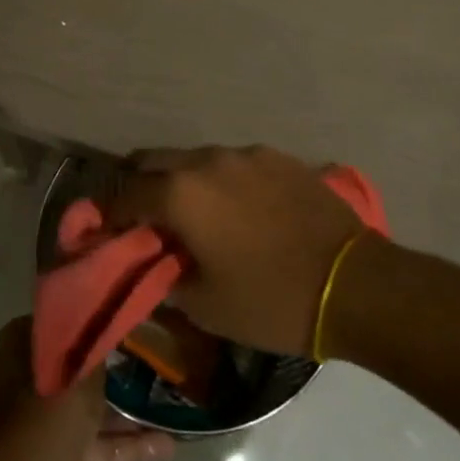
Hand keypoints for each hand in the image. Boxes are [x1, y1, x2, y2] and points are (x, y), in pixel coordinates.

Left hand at [0, 316, 172, 460]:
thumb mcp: (83, 368)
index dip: (85, 323)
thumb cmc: (51, 407)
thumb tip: (105, 327)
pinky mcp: (58, 455)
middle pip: (71, 367)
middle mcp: (24, 380)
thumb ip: (97, 347)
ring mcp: (40, 421)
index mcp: (19, 347)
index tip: (116, 324)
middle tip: (143, 361)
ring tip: (162, 403)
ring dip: (122, 411)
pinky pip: (93, 442)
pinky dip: (124, 444)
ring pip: (85, 408)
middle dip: (107, 370)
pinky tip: (164, 446)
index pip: (55, 324)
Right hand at [106, 145, 365, 355]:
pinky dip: (221, 182)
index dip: (108, 214)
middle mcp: (206, 161)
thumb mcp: (207, 306)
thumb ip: (167, 278)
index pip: (125, 195)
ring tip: (193, 214)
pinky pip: (233, 163)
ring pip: (194, 159)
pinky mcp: (277, 156)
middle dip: (139, 186)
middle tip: (141, 218)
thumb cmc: (272, 300)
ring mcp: (244, 154)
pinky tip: (238, 210)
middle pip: (153, 161)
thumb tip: (152, 265)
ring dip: (182, 181)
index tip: (103, 231)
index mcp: (181, 193)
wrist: (355, 283)